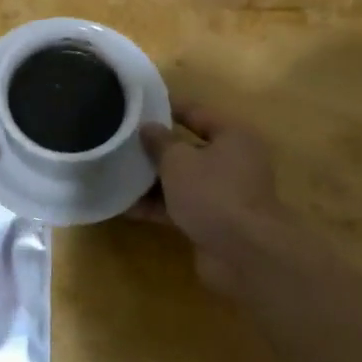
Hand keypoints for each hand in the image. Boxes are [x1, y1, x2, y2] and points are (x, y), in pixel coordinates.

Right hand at [138, 104, 291, 290]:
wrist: (243, 255)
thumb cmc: (213, 192)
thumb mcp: (178, 160)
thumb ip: (160, 142)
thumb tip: (148, 127)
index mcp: (233, 136)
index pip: (196, 113)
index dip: (168, 108)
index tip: (140, 106)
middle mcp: (233, 162)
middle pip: (189, 149)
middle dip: (157, 149)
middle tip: (124, 142)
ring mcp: (225, 195)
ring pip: (184, 180)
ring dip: (154, 181)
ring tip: (118, 174)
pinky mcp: (215, 222)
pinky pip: (182, 207)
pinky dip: (159, 206)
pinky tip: (127, 208)